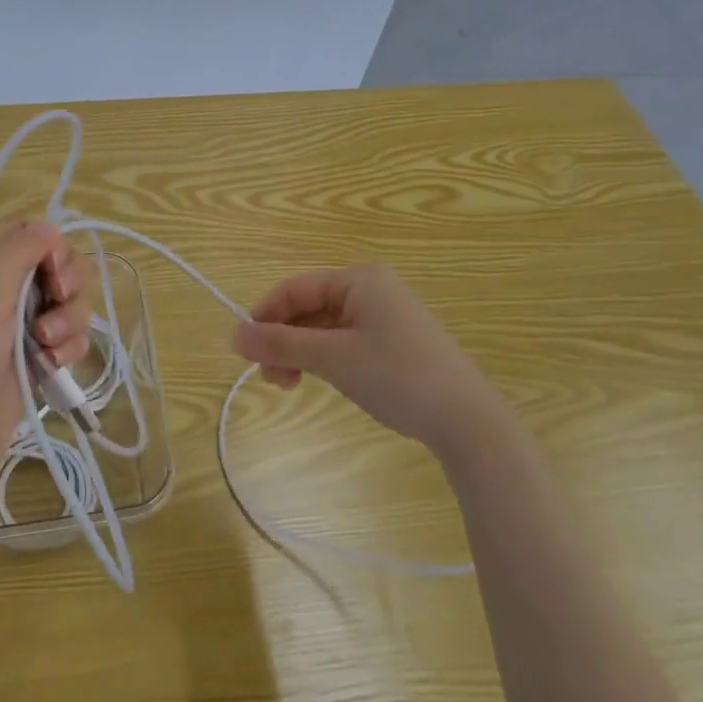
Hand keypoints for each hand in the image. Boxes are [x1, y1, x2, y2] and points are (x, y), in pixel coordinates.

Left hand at [0, 222, 92, 517]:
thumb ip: (14, 256)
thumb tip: (48, 225)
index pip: (25, 237)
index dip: (50, 249)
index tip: (54, 274)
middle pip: (53, 269)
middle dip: (66, 287)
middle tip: (54, 309)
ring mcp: (14, 336)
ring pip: (65, 306)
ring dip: (69, 322)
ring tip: (48, 350)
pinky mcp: (30, 369)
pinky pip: (65, 342)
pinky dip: (68, 350)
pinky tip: (53, 369)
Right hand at [231, 265, 502, 452]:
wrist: (468, 421)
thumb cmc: (398, 377)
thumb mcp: (333, 359)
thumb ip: (281, 345)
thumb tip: (233, 335)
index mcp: (359, 280)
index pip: (295, 288)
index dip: (264, 315)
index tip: (243, 350)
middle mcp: (371, 290)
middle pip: (308, 307)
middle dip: (282, 339)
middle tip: (268, 377)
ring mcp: (384, 316)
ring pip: (323, 327)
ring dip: (299, 352)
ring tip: (288, 385)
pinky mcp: (393, 342)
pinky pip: (343, 341)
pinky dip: (323, 359)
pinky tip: (317, 380)